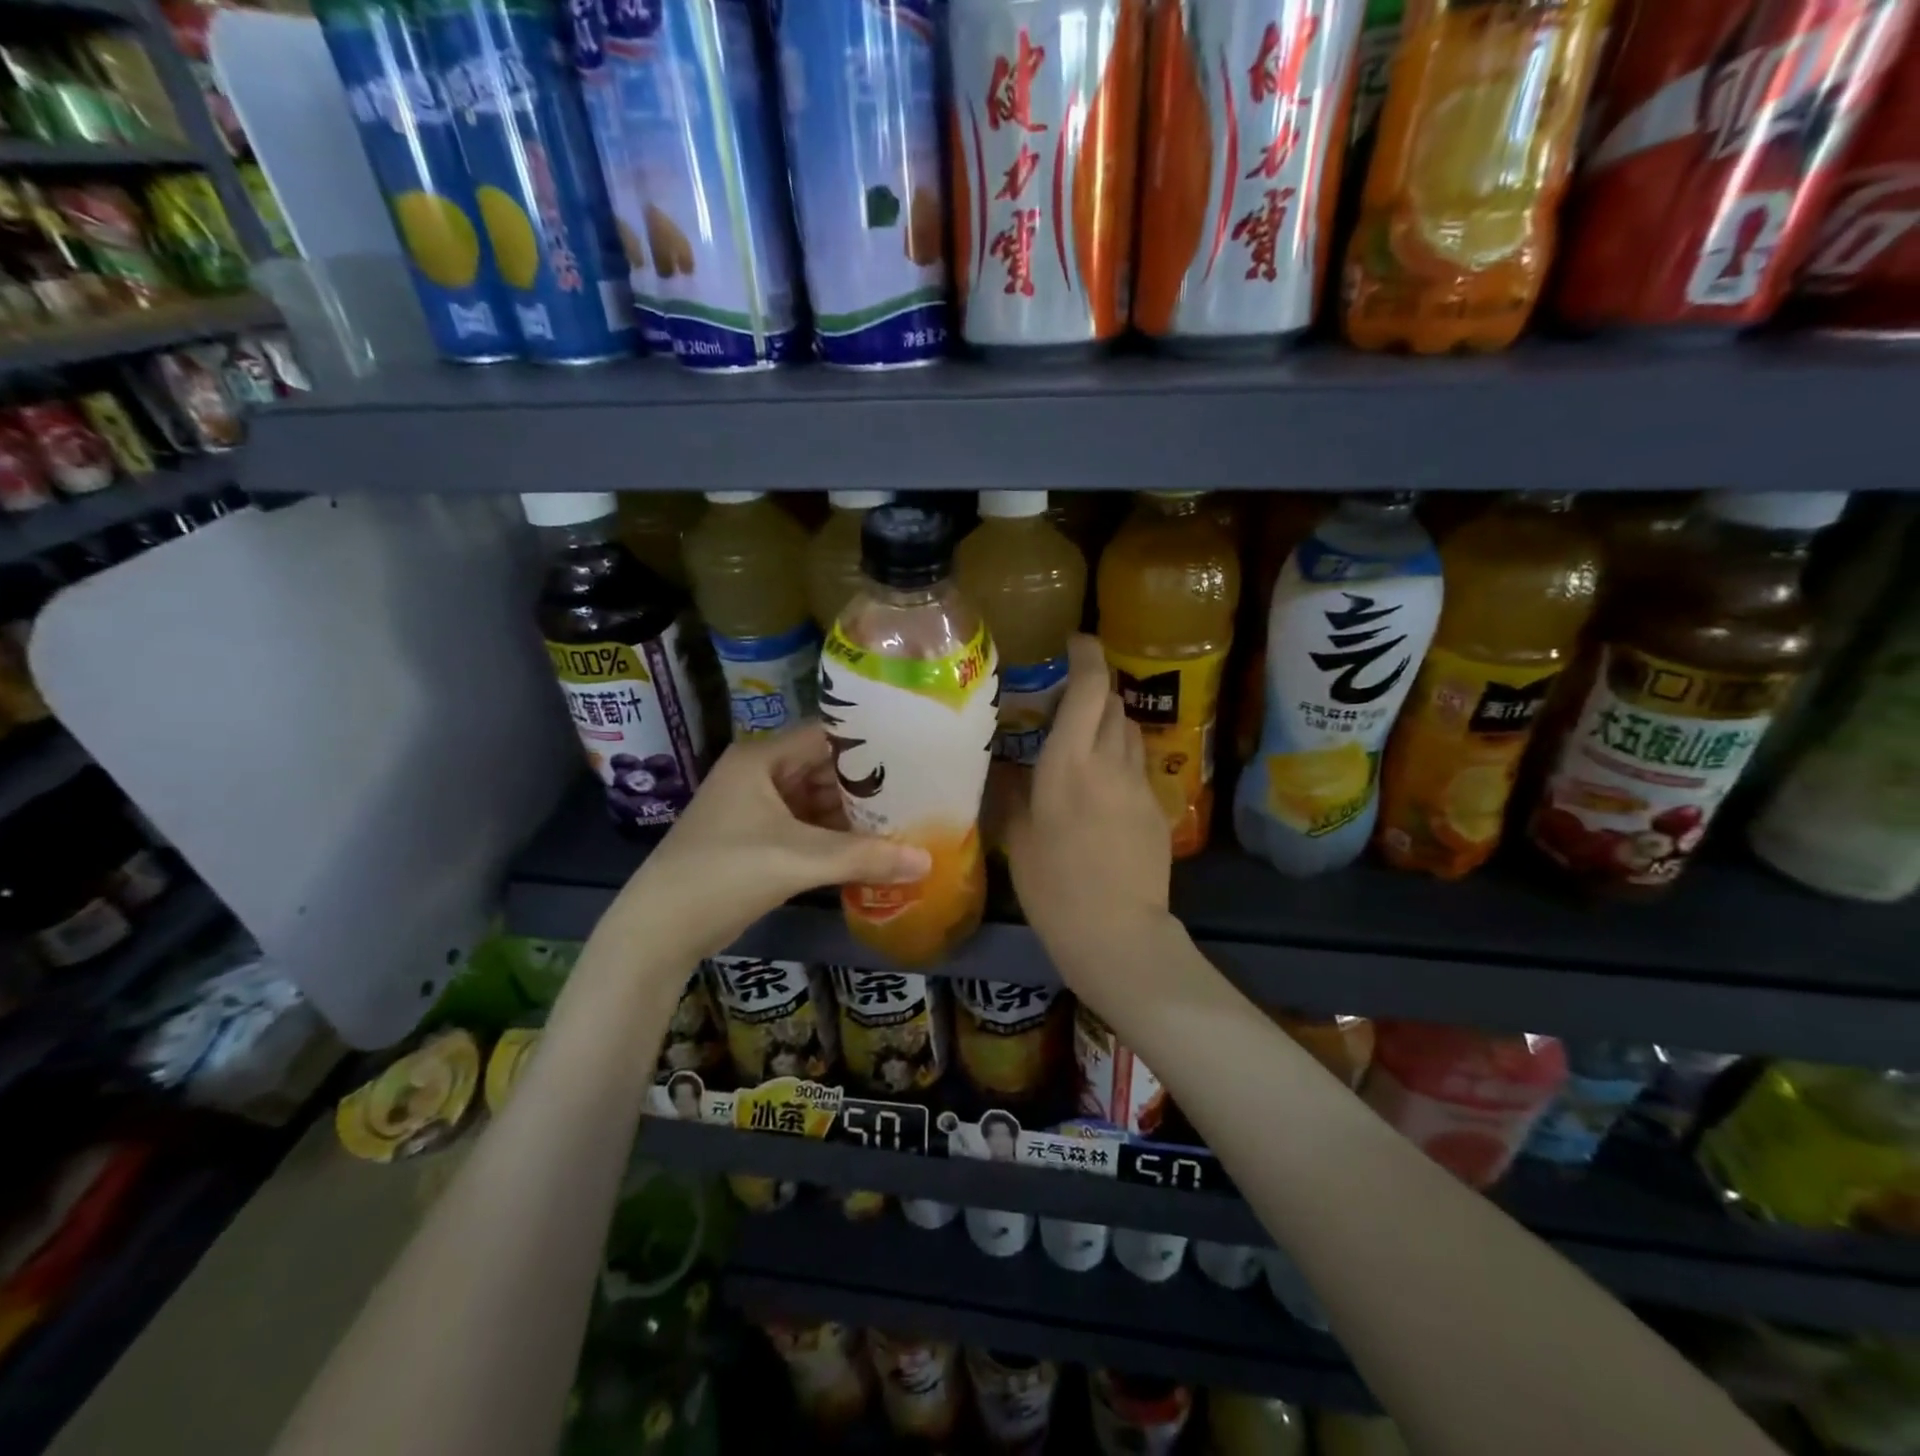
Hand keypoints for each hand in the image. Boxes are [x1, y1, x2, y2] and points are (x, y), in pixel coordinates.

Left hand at [622, 723, 930, 958]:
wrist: (659, 929)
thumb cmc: (725, 874)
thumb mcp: (798, 860)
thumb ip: (864, 857)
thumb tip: (926, 861)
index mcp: (762, 759)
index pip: (827, 735)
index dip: (870, 743)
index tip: (915, 752)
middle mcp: (760, 774)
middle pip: (825, 768)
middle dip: (867, 784)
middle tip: (918, 791)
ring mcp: (756, 808)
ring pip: (817, 800)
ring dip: (853, 814)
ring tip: (904, 818)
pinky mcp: (757, 839)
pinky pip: (806, 827)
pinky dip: (834, 837)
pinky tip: (871, 848)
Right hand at [1002, 634, 1171, 958]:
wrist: (1117, 932)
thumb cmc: (1054, 885)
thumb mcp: (1018, 837)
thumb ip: (1012, 794)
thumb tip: (1006, 771)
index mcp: (1069, 763)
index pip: (1090, 689)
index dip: (1088, 656)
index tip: (1076, 643)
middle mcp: (1109, 762)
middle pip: (1114, 703)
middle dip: (1095, 690)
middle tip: (1068, 701)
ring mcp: (1140, 784)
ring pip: (1130, 732)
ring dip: (1110, 723)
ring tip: (1084, 739)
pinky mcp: (1157, 808)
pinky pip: (1138, 766)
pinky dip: (1120, 758)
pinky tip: (1102, 786)